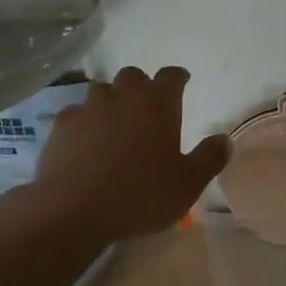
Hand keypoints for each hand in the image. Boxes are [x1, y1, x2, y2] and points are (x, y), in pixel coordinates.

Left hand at [30, 66, 230, 239]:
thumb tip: (224, 139)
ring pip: (102, 91)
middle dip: (142, 86)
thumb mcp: (187, 184)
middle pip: (134, 76)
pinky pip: (76, 113)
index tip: (182, 81)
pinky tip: (84, 141)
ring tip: (115, 124)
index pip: (171, 76)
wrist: (73, 209)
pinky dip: (84, 121)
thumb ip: (209, 158)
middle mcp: (123, 95)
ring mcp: (88, 107)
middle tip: (147, 107)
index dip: (178, 77)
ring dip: (111, 101)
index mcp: (158, 103)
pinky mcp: (62, 125)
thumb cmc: (140, 195)